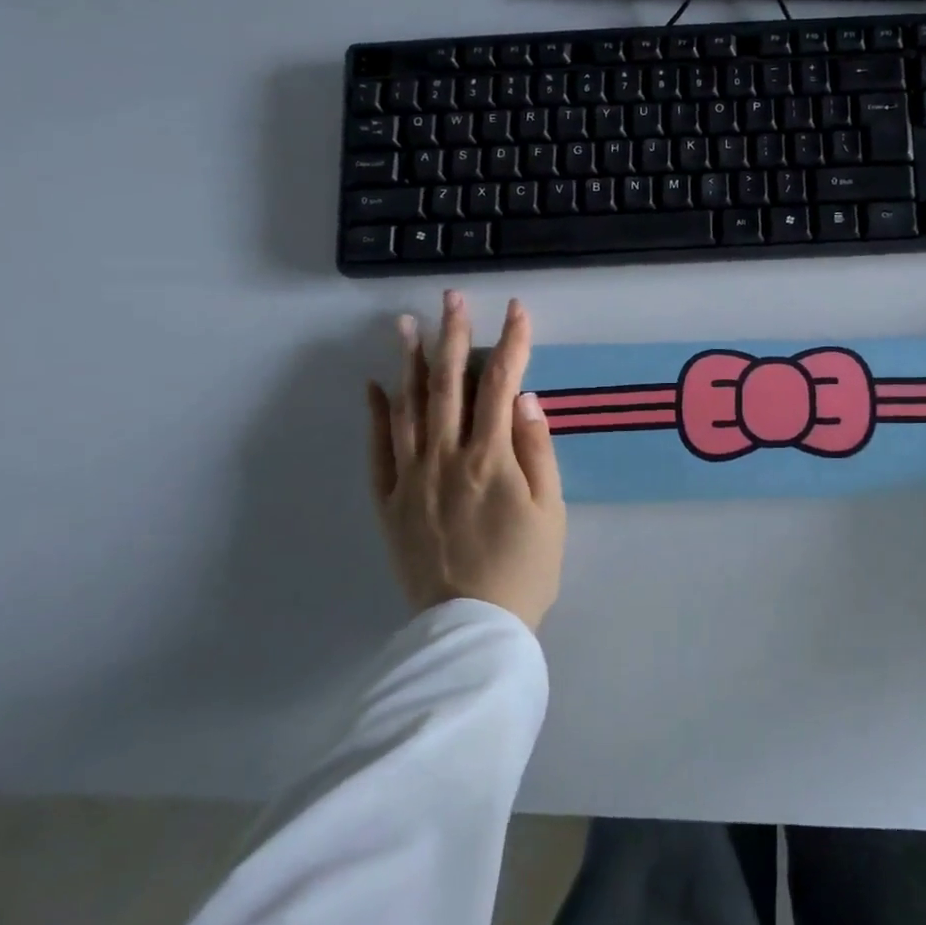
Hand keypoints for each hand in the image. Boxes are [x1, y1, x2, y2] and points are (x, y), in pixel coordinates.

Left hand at [366, 291, 565, 629]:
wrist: (472, 628)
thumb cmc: (525, 568)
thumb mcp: (550, 510)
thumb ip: (537, 450)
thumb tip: (524, 397)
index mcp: (490, 458)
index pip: (500, 384)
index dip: (511, 342)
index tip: (516, 309)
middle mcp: (446, 458)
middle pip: (448, 384)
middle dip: (453, 335)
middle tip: (452, 297)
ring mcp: (411, 478)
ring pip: (407, 408)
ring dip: (408, 361)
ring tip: (405, 323)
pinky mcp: (389, 503)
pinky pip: (377, 452)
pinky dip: (376, 416)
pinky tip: (375, 386)